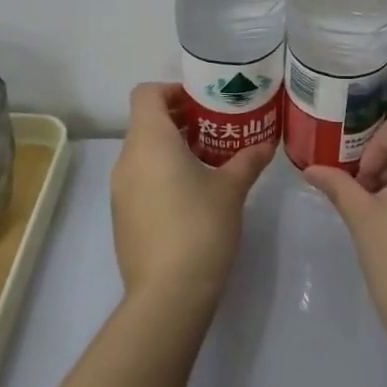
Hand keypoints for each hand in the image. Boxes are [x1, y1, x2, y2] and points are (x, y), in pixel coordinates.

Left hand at [111, 83, 273, 312]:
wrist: (168, 296)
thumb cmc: (200, 228)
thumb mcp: (231, 189)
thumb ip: (248, 160)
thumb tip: (266, 144)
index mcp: (150, 141)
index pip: (147, 93)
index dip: (173, 90)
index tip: (203, 103)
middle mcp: (127, 160)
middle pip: (146, 121)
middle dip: (179, 119)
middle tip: (215, 128)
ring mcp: (120, 191)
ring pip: (143, 151)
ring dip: (171, 147)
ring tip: (208, 160)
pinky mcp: (122, 216)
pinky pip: (140, 178)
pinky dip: (161, 173)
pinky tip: (192, 194)